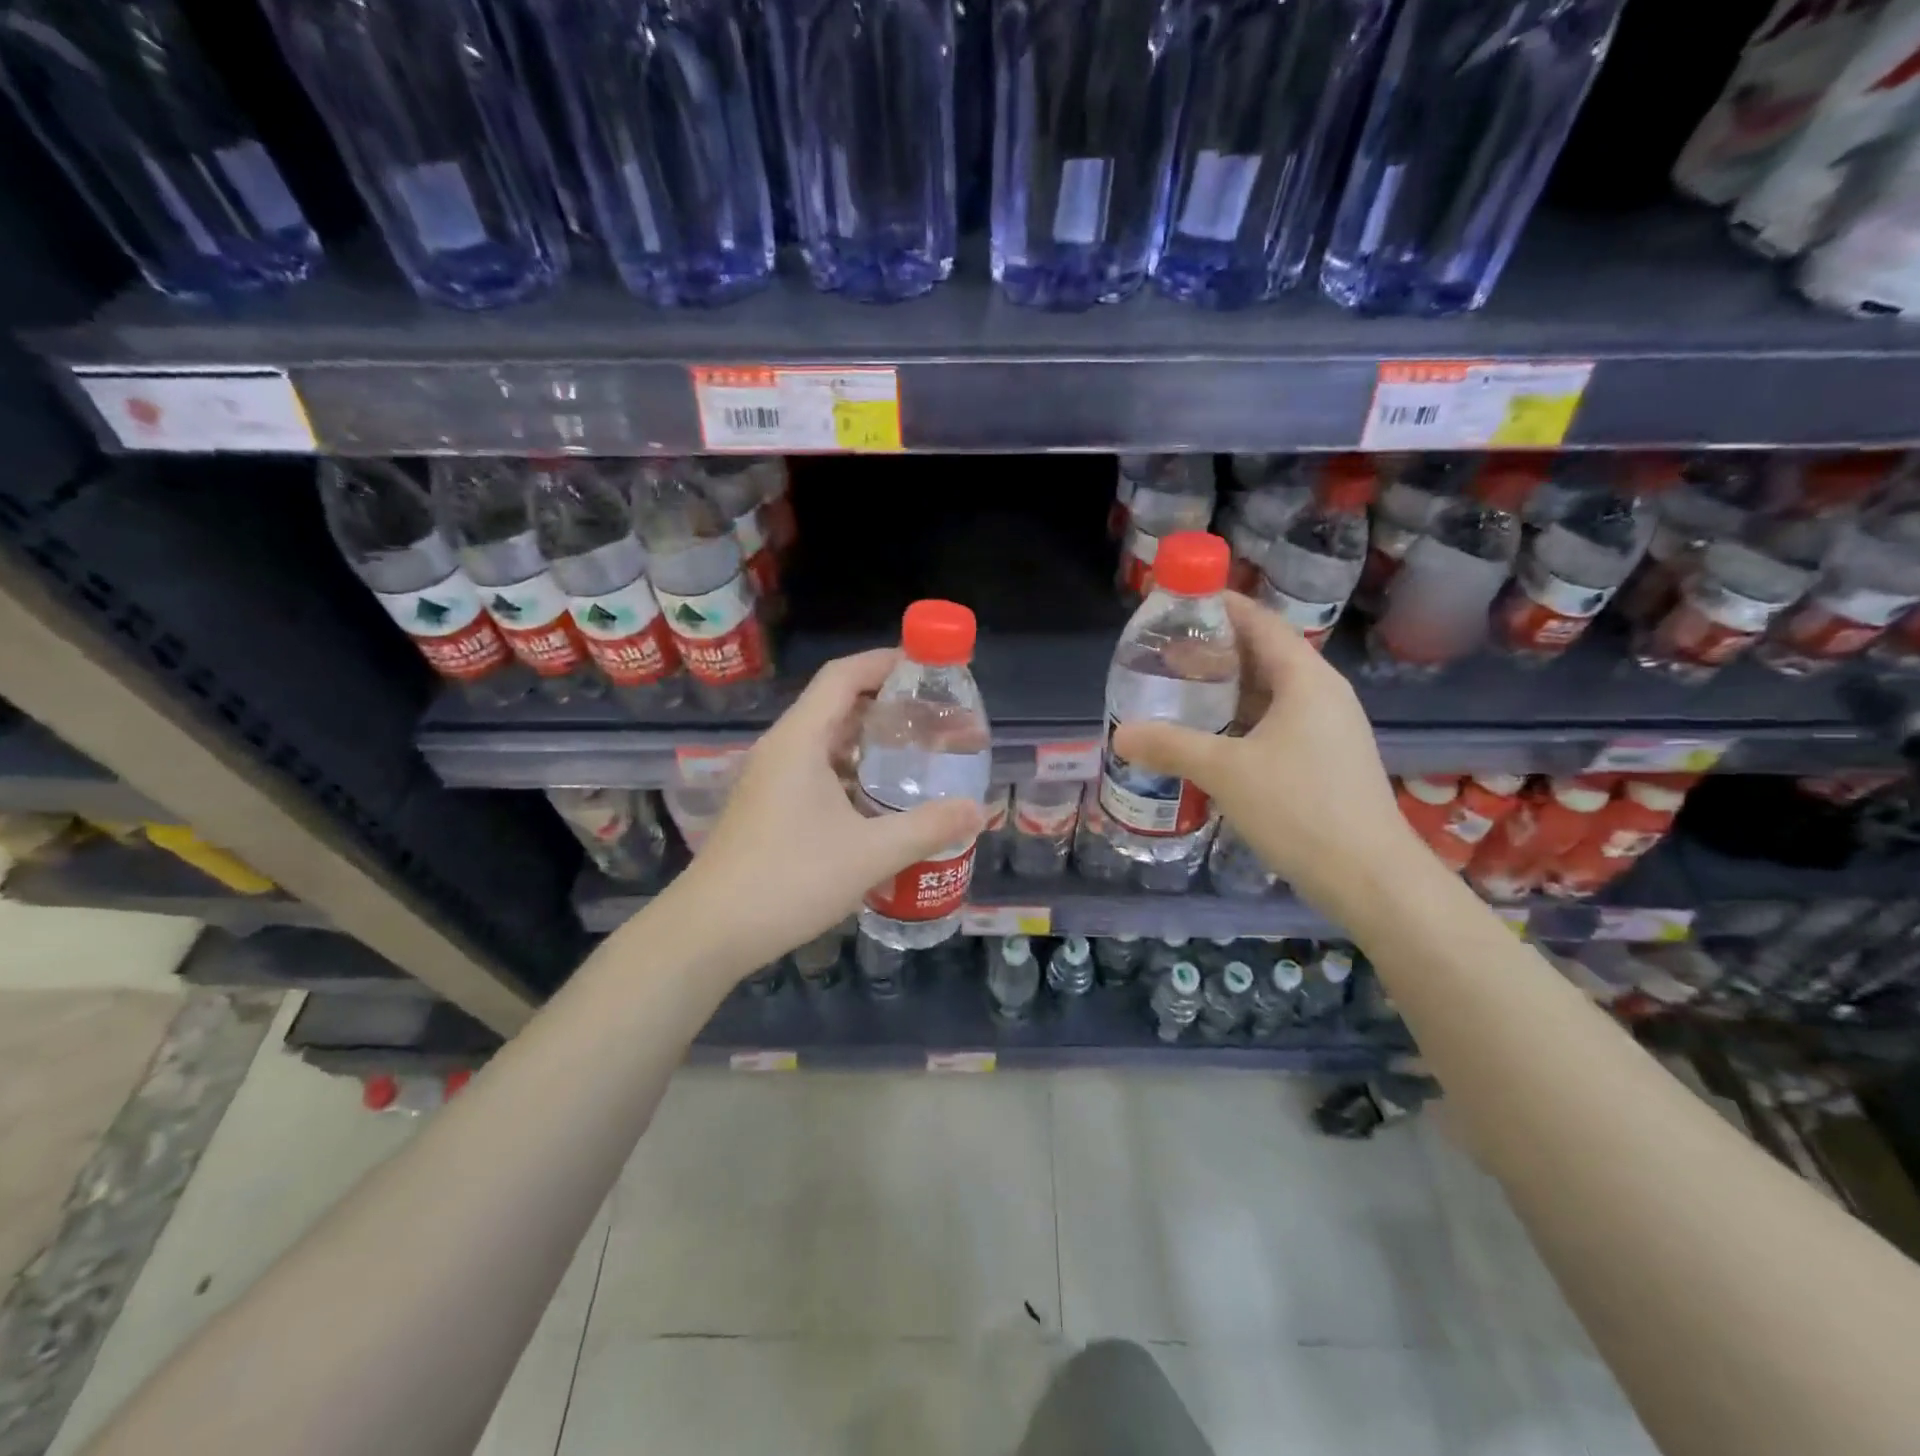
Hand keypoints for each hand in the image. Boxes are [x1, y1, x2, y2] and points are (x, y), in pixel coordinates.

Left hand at [657, 649, 985, 978]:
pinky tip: (879, 800)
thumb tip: (978, 811)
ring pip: (825, 741)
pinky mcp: (767, 807)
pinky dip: (851, 771)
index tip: (928, 668)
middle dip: (886, 704)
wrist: (709, 931)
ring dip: (868, 741)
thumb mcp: (869, 854)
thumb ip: (927, 828)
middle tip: (934, 717)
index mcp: (799, 740)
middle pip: (836, 705)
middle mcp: (781, 749)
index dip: (885, 662)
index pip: (843, 676)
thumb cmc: (788, 880)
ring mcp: (770, 779)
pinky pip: (815, 771)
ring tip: (916, 754)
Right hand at [1111, 593, 1426, 918]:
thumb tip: (1119, 734)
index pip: (1260, 623)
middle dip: (1216, 649)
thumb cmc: (1300, 808)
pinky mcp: (1325, 759)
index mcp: (1306, 680)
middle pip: (1265, 654)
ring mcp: (1328, 729)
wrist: (1370, 877)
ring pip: (1271, 692)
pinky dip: (1242, 719)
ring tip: (1181, 690)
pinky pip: (1278, 721)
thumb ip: (1170, 746)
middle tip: (1167, 652)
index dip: (1221, 606)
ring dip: (1228, 687)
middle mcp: (1322, 694)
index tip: (1179, 602)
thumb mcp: (1225, 772)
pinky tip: (1212, 737)